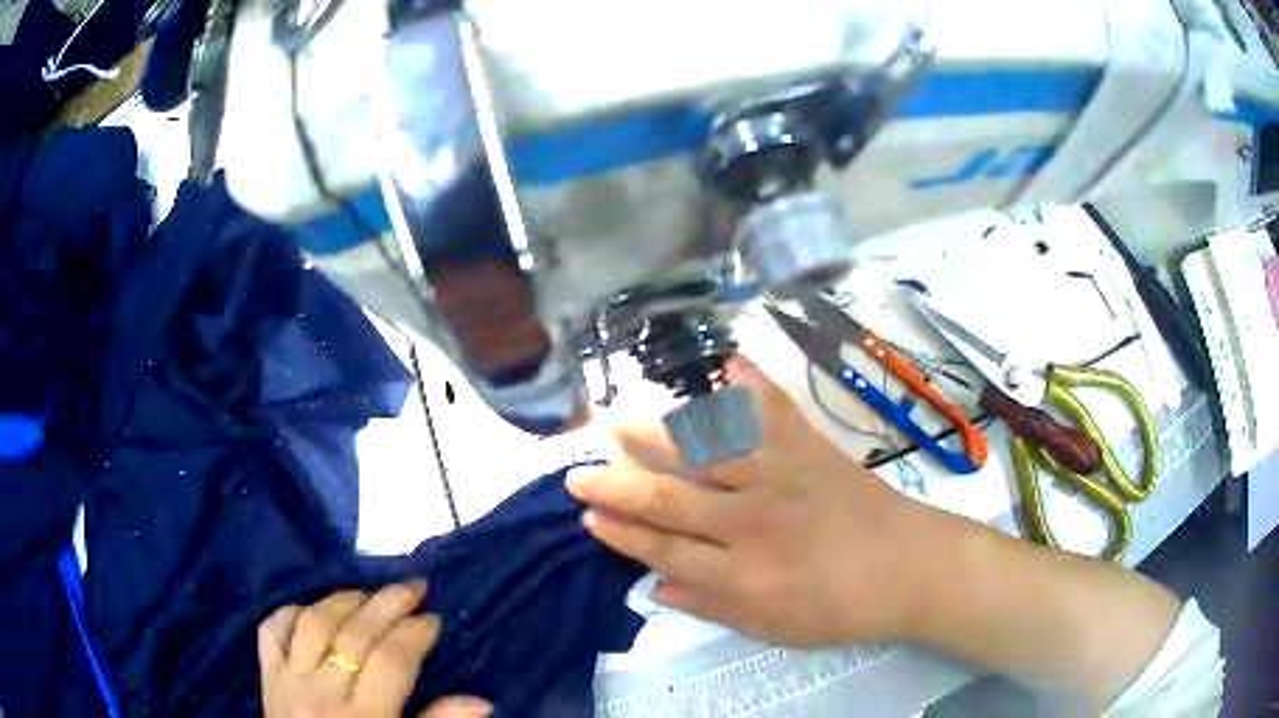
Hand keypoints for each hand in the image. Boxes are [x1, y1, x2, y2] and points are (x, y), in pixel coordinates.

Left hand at [259, 581, 491, 717]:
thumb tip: (482, 701)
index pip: (392, 662)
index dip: (415, 634)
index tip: (434, 618)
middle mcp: (323, 693)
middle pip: (356, 635)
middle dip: (388, 604)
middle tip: (414, 587)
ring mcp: (289, 681)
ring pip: (314, 623)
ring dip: (343, 600)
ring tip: (369, 593)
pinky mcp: (267, 677)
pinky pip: (271, 632)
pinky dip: (289, 612)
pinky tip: (311, 608)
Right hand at [567, 357, 929, 647]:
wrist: (911, 569)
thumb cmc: (843, 607)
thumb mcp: (774, 628)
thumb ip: (713, 606)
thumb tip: (655, 586)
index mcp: (742, 572)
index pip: (663, 549)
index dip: (621, 533)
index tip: (587, 516)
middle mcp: (752, 521)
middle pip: (670, 499)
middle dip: (617, 486)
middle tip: (577, 471)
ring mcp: (782, 477)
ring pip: (706, 451)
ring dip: (657, 433)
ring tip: (616, 415)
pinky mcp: (812, 450)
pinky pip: (775, 412)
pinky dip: (752, 384)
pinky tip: (727, 362)